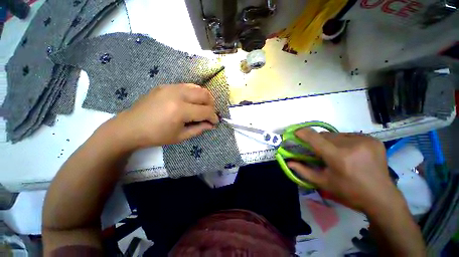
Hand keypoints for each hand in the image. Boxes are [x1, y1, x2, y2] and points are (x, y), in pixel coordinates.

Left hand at [113, 84, 218, 149]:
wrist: (130, 127)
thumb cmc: (156, 136)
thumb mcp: (180, 136)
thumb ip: (199, 129)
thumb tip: (212, 125)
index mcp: (180, 110)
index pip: (206, 111)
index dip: (213, 117)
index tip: (215, 122)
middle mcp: (177, 95)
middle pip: (205, 94)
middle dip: (212, 105)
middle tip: (210, 114)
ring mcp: (170, 87)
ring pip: (197, 87)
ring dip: (204, 97)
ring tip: (203, 107)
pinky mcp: (166, 85)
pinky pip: (187, 86)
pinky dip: (194, 93)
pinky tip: (192, 102)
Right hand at [288, 129, 403, 213]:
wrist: (382, 198)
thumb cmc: (349, 192)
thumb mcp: (323, 183)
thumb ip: (303, 170)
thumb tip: (288, 162)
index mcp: (338, 157)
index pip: (314, 137)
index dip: (302, 133)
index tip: (296, 133)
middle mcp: (352, 145)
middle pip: (325, 135)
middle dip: (318, 141)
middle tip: (319, 151)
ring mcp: (364, 140)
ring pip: (336, 134)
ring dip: (330, 141)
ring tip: (336, 153)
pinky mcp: (373, 140)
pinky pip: (349, 135)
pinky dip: (343, 141)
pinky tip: (349, 152)